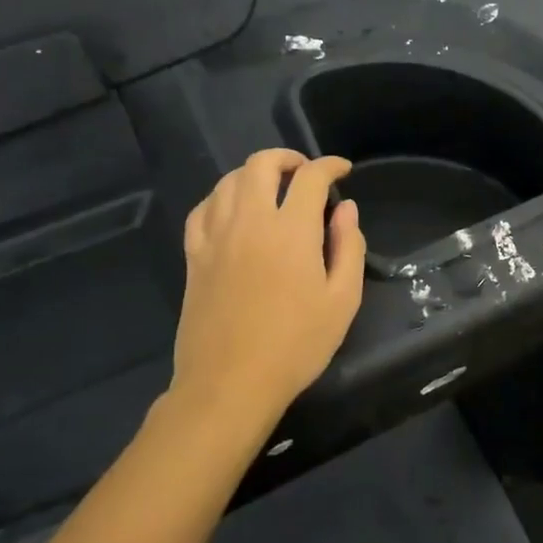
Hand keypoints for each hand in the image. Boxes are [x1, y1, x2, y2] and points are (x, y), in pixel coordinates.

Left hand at [157, 149, 365, 444]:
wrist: (230, 383)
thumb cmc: (296, 345)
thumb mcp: (342, 300)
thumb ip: (348, 246)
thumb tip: (346, 209)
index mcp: (291, 230)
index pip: (310, 177)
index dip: (330, 165)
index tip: (343, 171)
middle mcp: (249, 222)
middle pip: (260, 165)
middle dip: (287, 159)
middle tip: (306, 173)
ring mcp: (216, 237)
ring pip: (227, 181)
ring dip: (253, 174)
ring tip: (272, 188)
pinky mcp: (194, 257)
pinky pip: (202, 210)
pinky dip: (221, 198)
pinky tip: (232, 210)